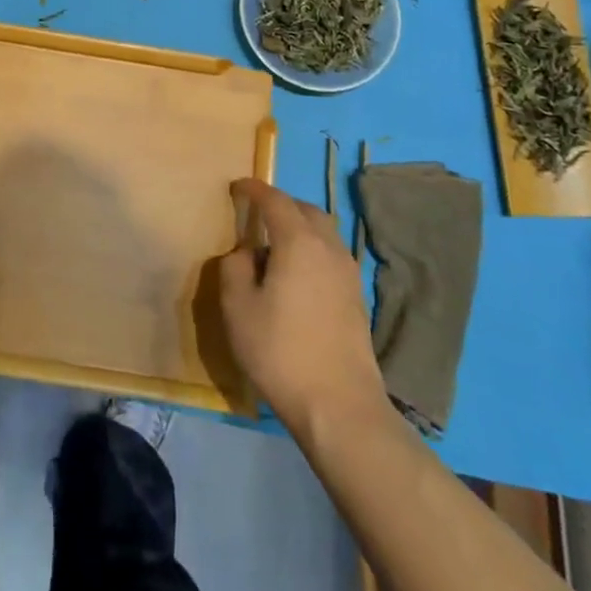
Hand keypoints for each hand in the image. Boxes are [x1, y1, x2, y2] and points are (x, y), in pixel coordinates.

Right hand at [220, 178, 389, 437]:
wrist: (339, 405)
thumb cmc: (279, 350)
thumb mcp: (237, 307)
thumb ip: (234, 267)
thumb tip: (245, 253)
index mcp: (298, 242)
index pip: (275, 201)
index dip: (254, 189)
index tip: (237, 186)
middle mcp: (329, 249)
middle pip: (306, 210)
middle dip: (280, 205)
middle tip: (255, 214)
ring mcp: (348, 274)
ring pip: (323, 233)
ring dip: (299, 228)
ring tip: (273, 245)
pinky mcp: (356, 298)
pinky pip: (330, 255)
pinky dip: (311, 250)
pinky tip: (294, 274)